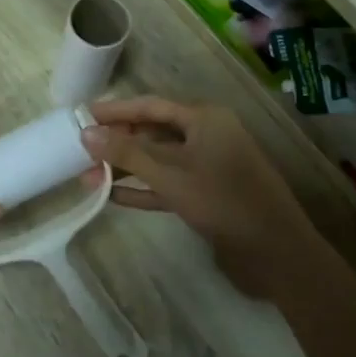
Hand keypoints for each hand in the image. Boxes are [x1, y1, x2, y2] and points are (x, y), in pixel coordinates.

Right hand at [82, 96, 325, 301]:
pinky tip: (112, 197)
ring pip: (158, 160)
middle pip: (153, 131)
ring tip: (87, 176)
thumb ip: (127, 153)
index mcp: (204, 118)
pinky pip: (168, 184)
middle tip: (79, 150)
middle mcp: (207, 135)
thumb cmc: (223, 200)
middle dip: (117, 142)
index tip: (80, 115)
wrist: (276, 251)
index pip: (150, 106)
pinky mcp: (208, 194)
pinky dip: (143, 189)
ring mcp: (208, 166)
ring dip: (125, 168)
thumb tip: (86, 133)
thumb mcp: (170, 174)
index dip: (114, 111)